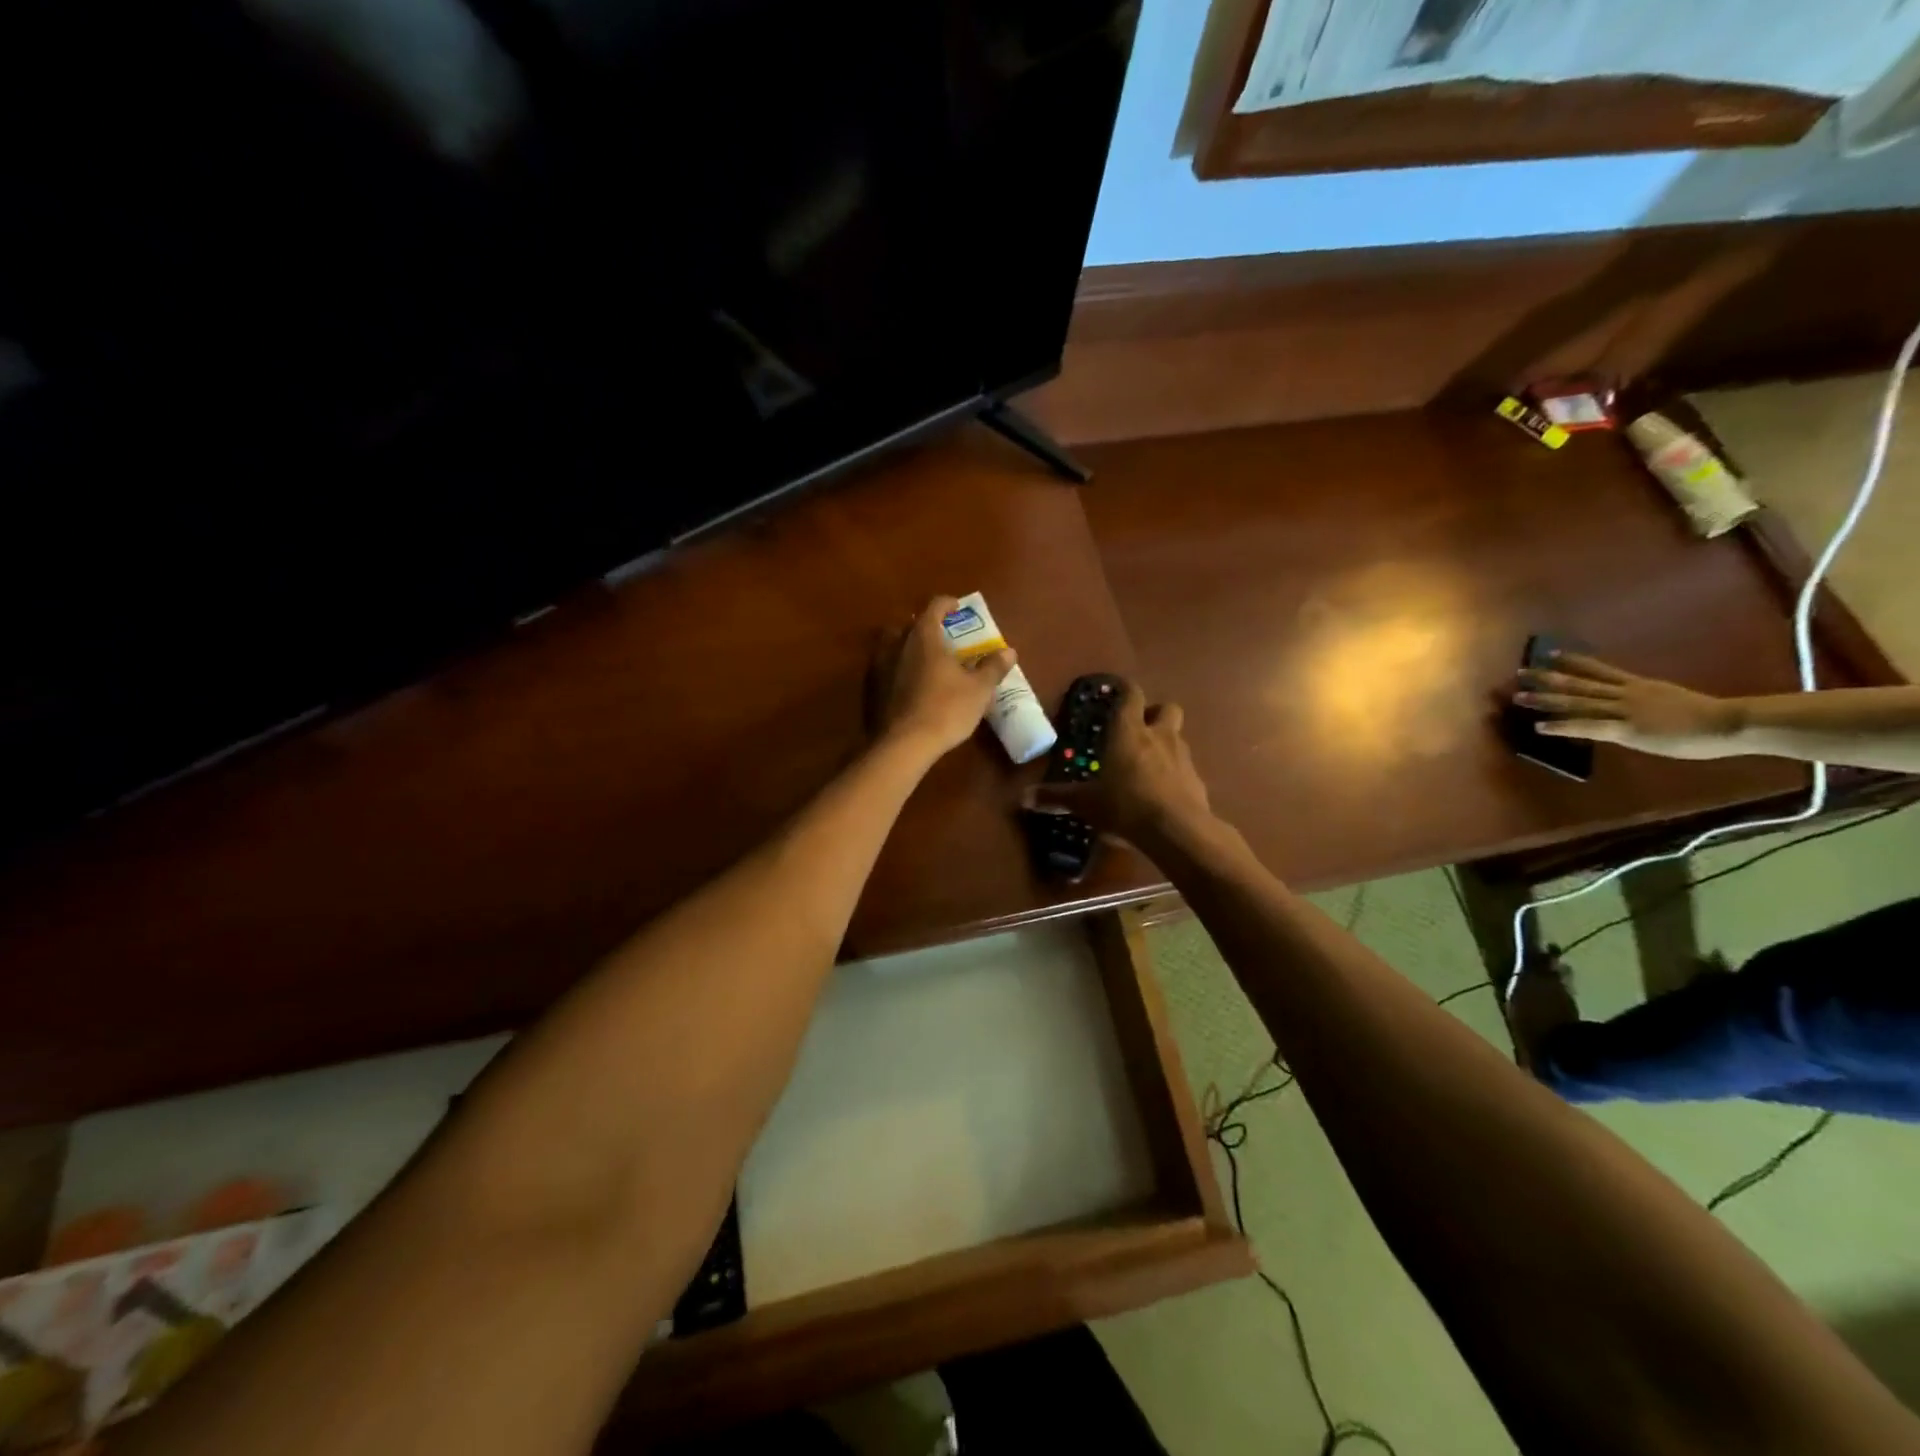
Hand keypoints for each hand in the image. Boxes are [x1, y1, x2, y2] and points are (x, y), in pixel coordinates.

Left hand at [877, 596, 1015, 755]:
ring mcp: (879, 666)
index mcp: (924, 637)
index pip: (934, 607)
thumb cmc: (946, 709)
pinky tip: (908, 684)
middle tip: (941, 636)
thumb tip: (1009, 652)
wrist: (903, 744)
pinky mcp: (871, 688)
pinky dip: (897, 669)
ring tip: (924, 659)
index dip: (947, 604)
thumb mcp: (979, 689)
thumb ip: (993, 667)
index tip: (957, 607)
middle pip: (909, 624)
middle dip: (924, 626)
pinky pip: (885, 668)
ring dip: (907, 646)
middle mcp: (898, 644)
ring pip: (892, 645)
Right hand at [1023, 680, 1213, 845]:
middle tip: (1139, 729)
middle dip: (1154, 714)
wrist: (1177, 830)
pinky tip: (1161, 794)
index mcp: (1129, 731)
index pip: (1131, 695)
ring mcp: (1183, 757)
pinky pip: (1185, 769)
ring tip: (1147, 765)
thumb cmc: (1125, 805)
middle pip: (1166, 708)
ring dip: (1165, 744)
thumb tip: (1023, 798)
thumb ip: (1057, 798)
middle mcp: (1159, 736)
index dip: (1125, 689)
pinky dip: (1174, 775)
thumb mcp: (1086, 803)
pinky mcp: (1197, 781)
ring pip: (1177, 738)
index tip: (1117, 690)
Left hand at [1515, 653, 1742, 760]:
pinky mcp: (1626, 729)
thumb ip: (1650, 701)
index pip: (1601, 670)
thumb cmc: (1712, 717)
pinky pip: (1587, 726)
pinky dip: (1562, 726)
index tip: (1552, 654)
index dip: (1575, 661)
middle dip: (1547, 679)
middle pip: (1579, 683)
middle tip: (1520, 673)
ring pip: (1577, 702)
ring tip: (1518, 697)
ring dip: (1545, 700)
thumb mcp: (1673, 702)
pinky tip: (1540, 728)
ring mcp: (1624, 710)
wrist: (1731, 722)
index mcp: (1640, 685)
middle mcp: (1627, 693)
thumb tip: (1636, 708)